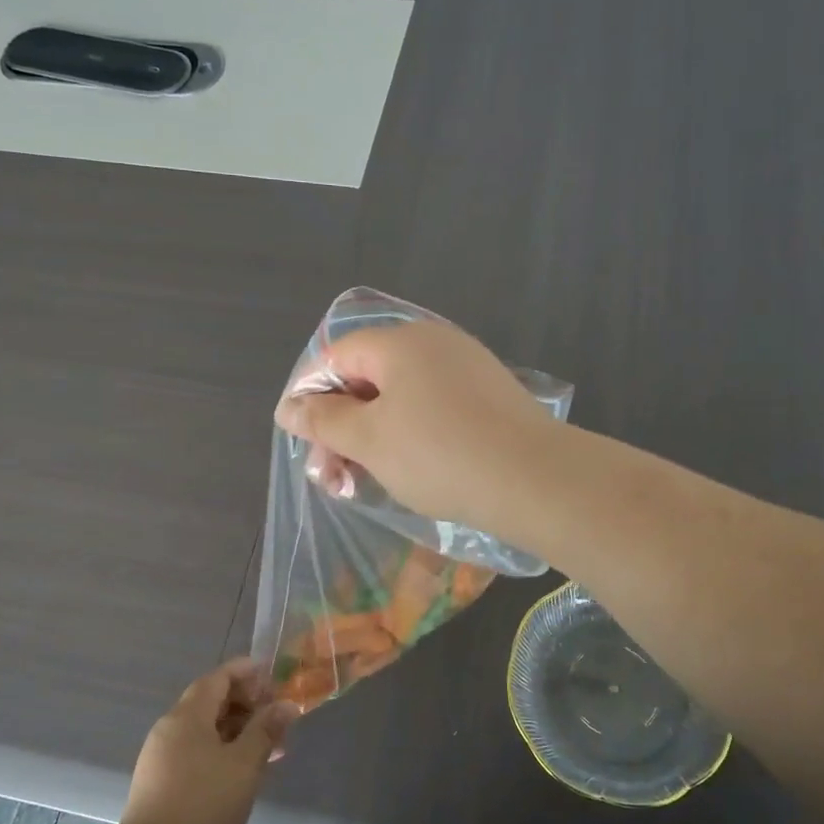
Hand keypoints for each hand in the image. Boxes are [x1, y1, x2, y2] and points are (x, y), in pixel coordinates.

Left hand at [119, 660, 297, 823]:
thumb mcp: (245, 764)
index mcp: (186, 716)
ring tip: (269, 746)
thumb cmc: (205, 804)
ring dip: (237, 730)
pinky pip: (195, 751)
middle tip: (277, 715)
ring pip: (204, 730)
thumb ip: (266, 729)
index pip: (218, 678)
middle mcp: (168, 729)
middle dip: (246, 703)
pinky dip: (221, 750)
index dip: (246, 672)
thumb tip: (286, 704)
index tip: (273, 676)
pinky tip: (243, 770)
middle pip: (210, 702)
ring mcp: (160, 757)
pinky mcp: (159, 783)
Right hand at [273, 320, 557, 535]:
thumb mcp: (369, 440)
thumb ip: (323, 420)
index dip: (310, 394)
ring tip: (361, 481)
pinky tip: (405, 472)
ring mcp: (467, 368)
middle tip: (330, 475)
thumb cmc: (439, 454)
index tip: (301, 439)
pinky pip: (433, 409)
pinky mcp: (489, 397)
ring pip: (401, 398)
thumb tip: (288, 406)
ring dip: (372, 437)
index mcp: (401, 342)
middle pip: (369, 377)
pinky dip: (408, 436)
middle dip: (341, 426)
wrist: (535, 479)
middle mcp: (435, 343)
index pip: (337, 355)